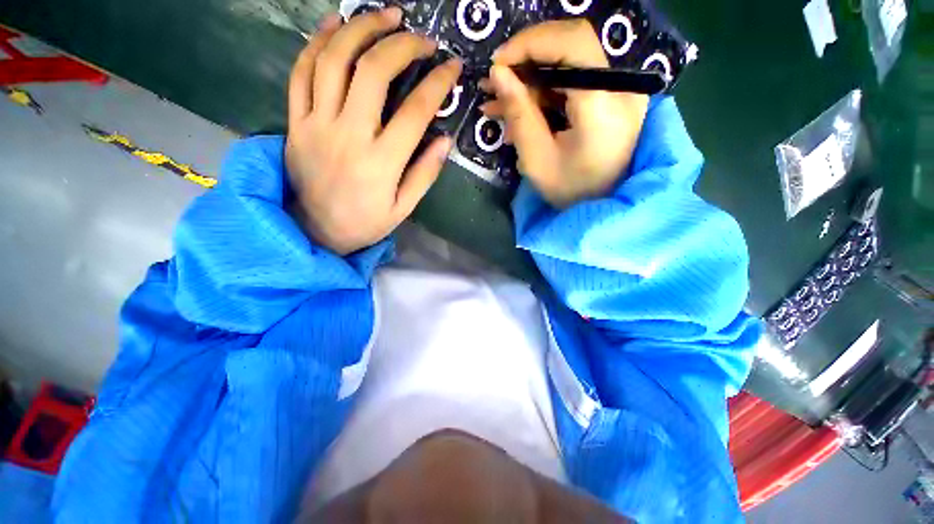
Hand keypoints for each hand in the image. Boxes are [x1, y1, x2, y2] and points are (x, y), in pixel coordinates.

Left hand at [285, 9, 461, 254]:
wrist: (314, 231)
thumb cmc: (365, 223)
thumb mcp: (403, 208)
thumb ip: (424, 174)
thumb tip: (445, 140)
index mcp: (382, 162)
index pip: (415, 111)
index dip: (437, 84)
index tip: (452, 67)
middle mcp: (349, 135)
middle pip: (373, 71)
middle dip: (401, 44)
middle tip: (421, 36)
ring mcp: (317, 124)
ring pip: (334, 60)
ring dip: (360, 29)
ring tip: (384, 15)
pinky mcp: (295, 122)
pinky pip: (300, 72)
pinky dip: (317, 42)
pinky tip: (335, 24)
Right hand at [481, 19, 648, 208]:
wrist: (602, 208)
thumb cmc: (570, 193)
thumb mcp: (537, 159)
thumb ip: (519, 114)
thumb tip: (499, 74)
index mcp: (604, 105)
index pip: (572, 43)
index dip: (531, 43)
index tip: (497, 64)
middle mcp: (620, 89)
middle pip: (571, 47)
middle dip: (526, 61)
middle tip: (494, 84)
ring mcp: (618, 92)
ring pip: (568, 66)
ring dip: (530, 81)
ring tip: (498, 105)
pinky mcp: (610, 100)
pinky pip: (573, 84)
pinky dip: (543, 94)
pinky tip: (519, 112)